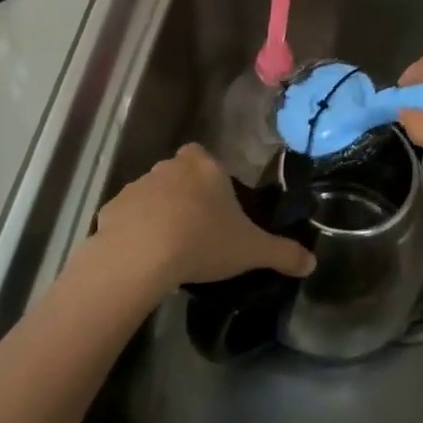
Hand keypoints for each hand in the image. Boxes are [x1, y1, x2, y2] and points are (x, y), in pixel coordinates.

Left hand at [88, 143, 314, 294]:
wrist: (140, 255)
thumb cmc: (203, 241)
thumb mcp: (251, 250)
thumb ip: (283, 253)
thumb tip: (312, 263)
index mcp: (206, 167)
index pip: (208, 159)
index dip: (212, 181)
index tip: (218, 208)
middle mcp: (170, 167)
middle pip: (180, 174)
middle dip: (186, 195)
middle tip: (197, 230)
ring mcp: (137, 185)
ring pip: (152, 194)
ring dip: (159, 212)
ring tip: (169, 248)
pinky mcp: (111, 207)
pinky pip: (127, 215)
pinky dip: (133, 230)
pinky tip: (142, 256)